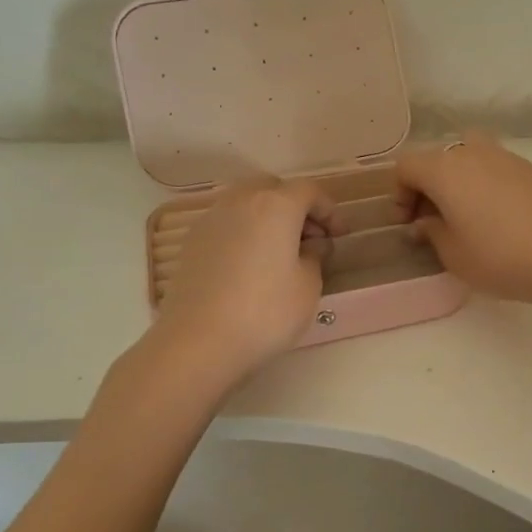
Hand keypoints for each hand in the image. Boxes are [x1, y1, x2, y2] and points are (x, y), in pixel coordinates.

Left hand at [155, 178, 333, 382]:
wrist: (198, 342)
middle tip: (311, 238)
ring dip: (268, 218)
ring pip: (246, 203)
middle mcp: (240, 202)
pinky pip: (227, 224)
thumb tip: (312, 244)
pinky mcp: (191, 243)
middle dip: (295, 207)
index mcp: (275, 205)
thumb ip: (315, 256)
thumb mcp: (308, 286)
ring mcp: (211, 220)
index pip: (309, 191)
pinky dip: (245, 233)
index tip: (340, 234)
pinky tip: (251, 265)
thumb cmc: (265, 312)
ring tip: (280, 252)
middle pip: (273, 189)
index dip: (330, 210)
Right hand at [394, 133, 531, 308]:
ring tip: (463, 217)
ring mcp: (505, 157)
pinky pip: (493, 168)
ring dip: (456, 182)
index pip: (406, 166)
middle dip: (427, 186)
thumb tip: (426, 222)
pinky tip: (495, 218)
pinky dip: (483, 185)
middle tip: (431, 220)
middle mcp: (472, 152)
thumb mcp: (453, 255)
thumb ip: (432, 233)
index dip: (399, 194)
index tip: (407, 224)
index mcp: (445, 169)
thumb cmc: (500, 257)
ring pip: (467, 157)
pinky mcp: (531, 170)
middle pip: (436, 158)